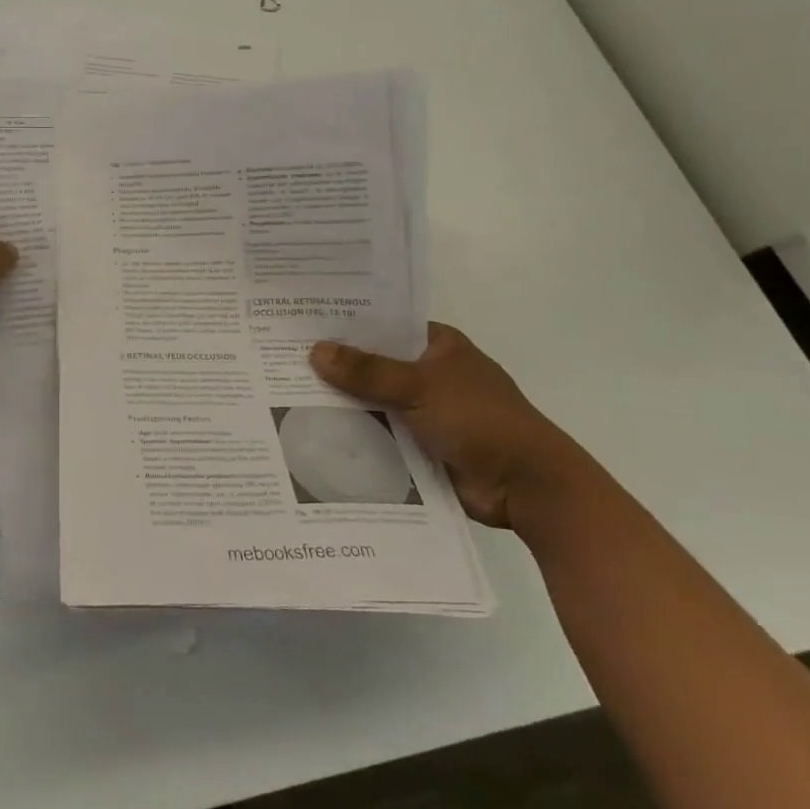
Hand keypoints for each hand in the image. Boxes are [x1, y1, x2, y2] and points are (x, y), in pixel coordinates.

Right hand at [308, 323, 588, 528]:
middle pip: (374, 364)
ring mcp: (425, 410)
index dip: (347, 324)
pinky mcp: (420, 445)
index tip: (302, 322)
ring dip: (343, 402)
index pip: (384, 324)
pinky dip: (355, 433)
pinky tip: (313, 429)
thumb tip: (315, 351)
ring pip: (373, 401)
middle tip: (282, 358)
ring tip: (286, 393)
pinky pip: (379, 433)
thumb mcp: (420, 387)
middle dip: (337, 366)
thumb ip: (368, 371)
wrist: (527, 487)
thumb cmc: (480, 420)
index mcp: (438, 346)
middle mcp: (430, 373)